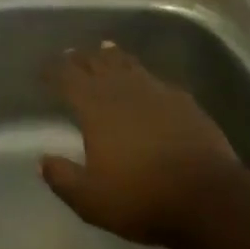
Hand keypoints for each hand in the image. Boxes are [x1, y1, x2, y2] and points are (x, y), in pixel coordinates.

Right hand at [41, 43, 243, 246]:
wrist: (207, 196)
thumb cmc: (141, 198)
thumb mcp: (91, 200)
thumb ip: (63, 178)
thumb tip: (42, 160)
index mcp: (95, 106)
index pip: (67, 77)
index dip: (54, 70)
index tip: (44, 69)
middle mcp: (122, 89)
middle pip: (96, 62)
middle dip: (81, 58)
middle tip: (72, 54)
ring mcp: (156, 90)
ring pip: (128, 63)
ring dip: (112, 56)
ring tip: (104, 49)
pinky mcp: (183, 100)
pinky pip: (156, 79)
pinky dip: (144, 75)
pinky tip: (147, 82)